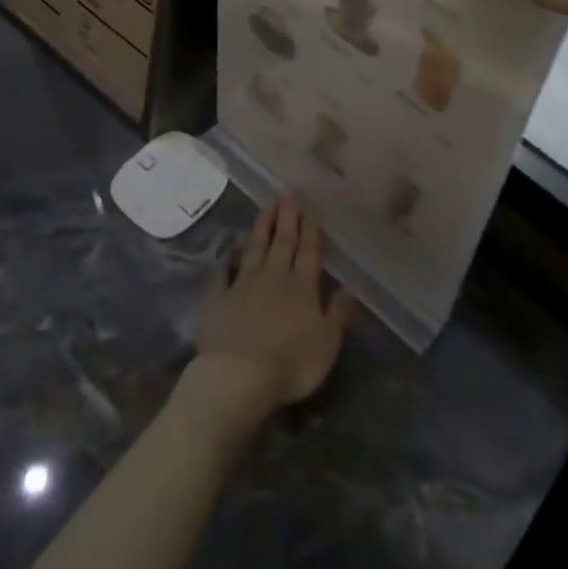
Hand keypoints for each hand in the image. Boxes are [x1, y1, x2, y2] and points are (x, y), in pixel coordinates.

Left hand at [187, 195, 354, 433]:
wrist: (237, 377)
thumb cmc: (290, 363)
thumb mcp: (327, 344)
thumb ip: (338, 314)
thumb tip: (350, 288)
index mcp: (302, 286)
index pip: (308, 250)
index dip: (309, 228)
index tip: (308, 206)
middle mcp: (273, 277)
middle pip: (282, 241)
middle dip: (286, 216)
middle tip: (287, 191)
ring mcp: (242, 286)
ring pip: (254, 248)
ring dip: (262, 226)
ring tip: (266, 205)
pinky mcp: (217, 300)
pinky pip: (222, 274)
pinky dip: (227, 261)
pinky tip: (229, 252)